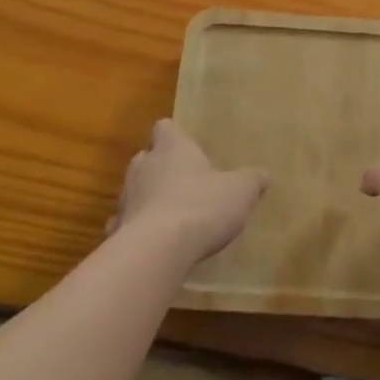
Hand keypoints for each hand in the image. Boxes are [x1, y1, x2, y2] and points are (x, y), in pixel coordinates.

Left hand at [110, 119, 264, 266]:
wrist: (156, 251)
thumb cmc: (201, 206)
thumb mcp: (240, 191)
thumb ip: (251, 180)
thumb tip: (264, 174)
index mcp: (172, 149)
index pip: (165, 128)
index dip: (174, 135)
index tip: (185, 145)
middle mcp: (144, 167)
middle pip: (146, 158)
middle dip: (160, 167)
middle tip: (182, 182)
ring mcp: (126, 199)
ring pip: (134, 191)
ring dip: (147, 199)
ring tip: (169, 216)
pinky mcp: (116, 231)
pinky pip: (125, 225)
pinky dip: (136, 231)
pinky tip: (152, 245)